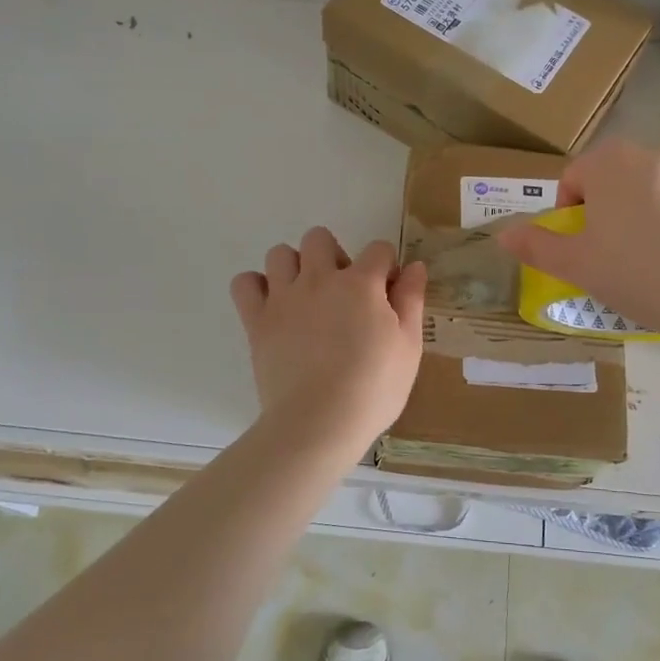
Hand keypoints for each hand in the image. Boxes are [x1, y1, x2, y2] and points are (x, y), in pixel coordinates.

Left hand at [231, 228, 426, 454]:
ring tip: (306, 298)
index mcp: (361, 284)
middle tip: (343, 292)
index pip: (378, 249)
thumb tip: (414, 266)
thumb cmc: (374, 389)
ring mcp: (284, 297)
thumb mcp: (409, 346)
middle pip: (319, 238)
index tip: (386, 293)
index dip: (385, 267)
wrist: (319, 422)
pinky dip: (256, 288)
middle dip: (334, 255)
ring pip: (280, 254)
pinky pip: (244, 283)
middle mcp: (319, 279)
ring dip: (294, 267)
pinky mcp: (257, 320)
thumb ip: (411, 300)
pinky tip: (273, 307)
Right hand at [497, 141, 659, 342]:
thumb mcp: (575, 265)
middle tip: (616, 253)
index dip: (570, 211)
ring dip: (651, 210)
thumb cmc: (635, 273)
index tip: (581, 245)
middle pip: (618, 178)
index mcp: (609, 164)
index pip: (575, 177)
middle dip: (611, 208)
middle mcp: (654, 153)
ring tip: (658, 257)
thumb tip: (503, 234)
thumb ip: (536, 245)